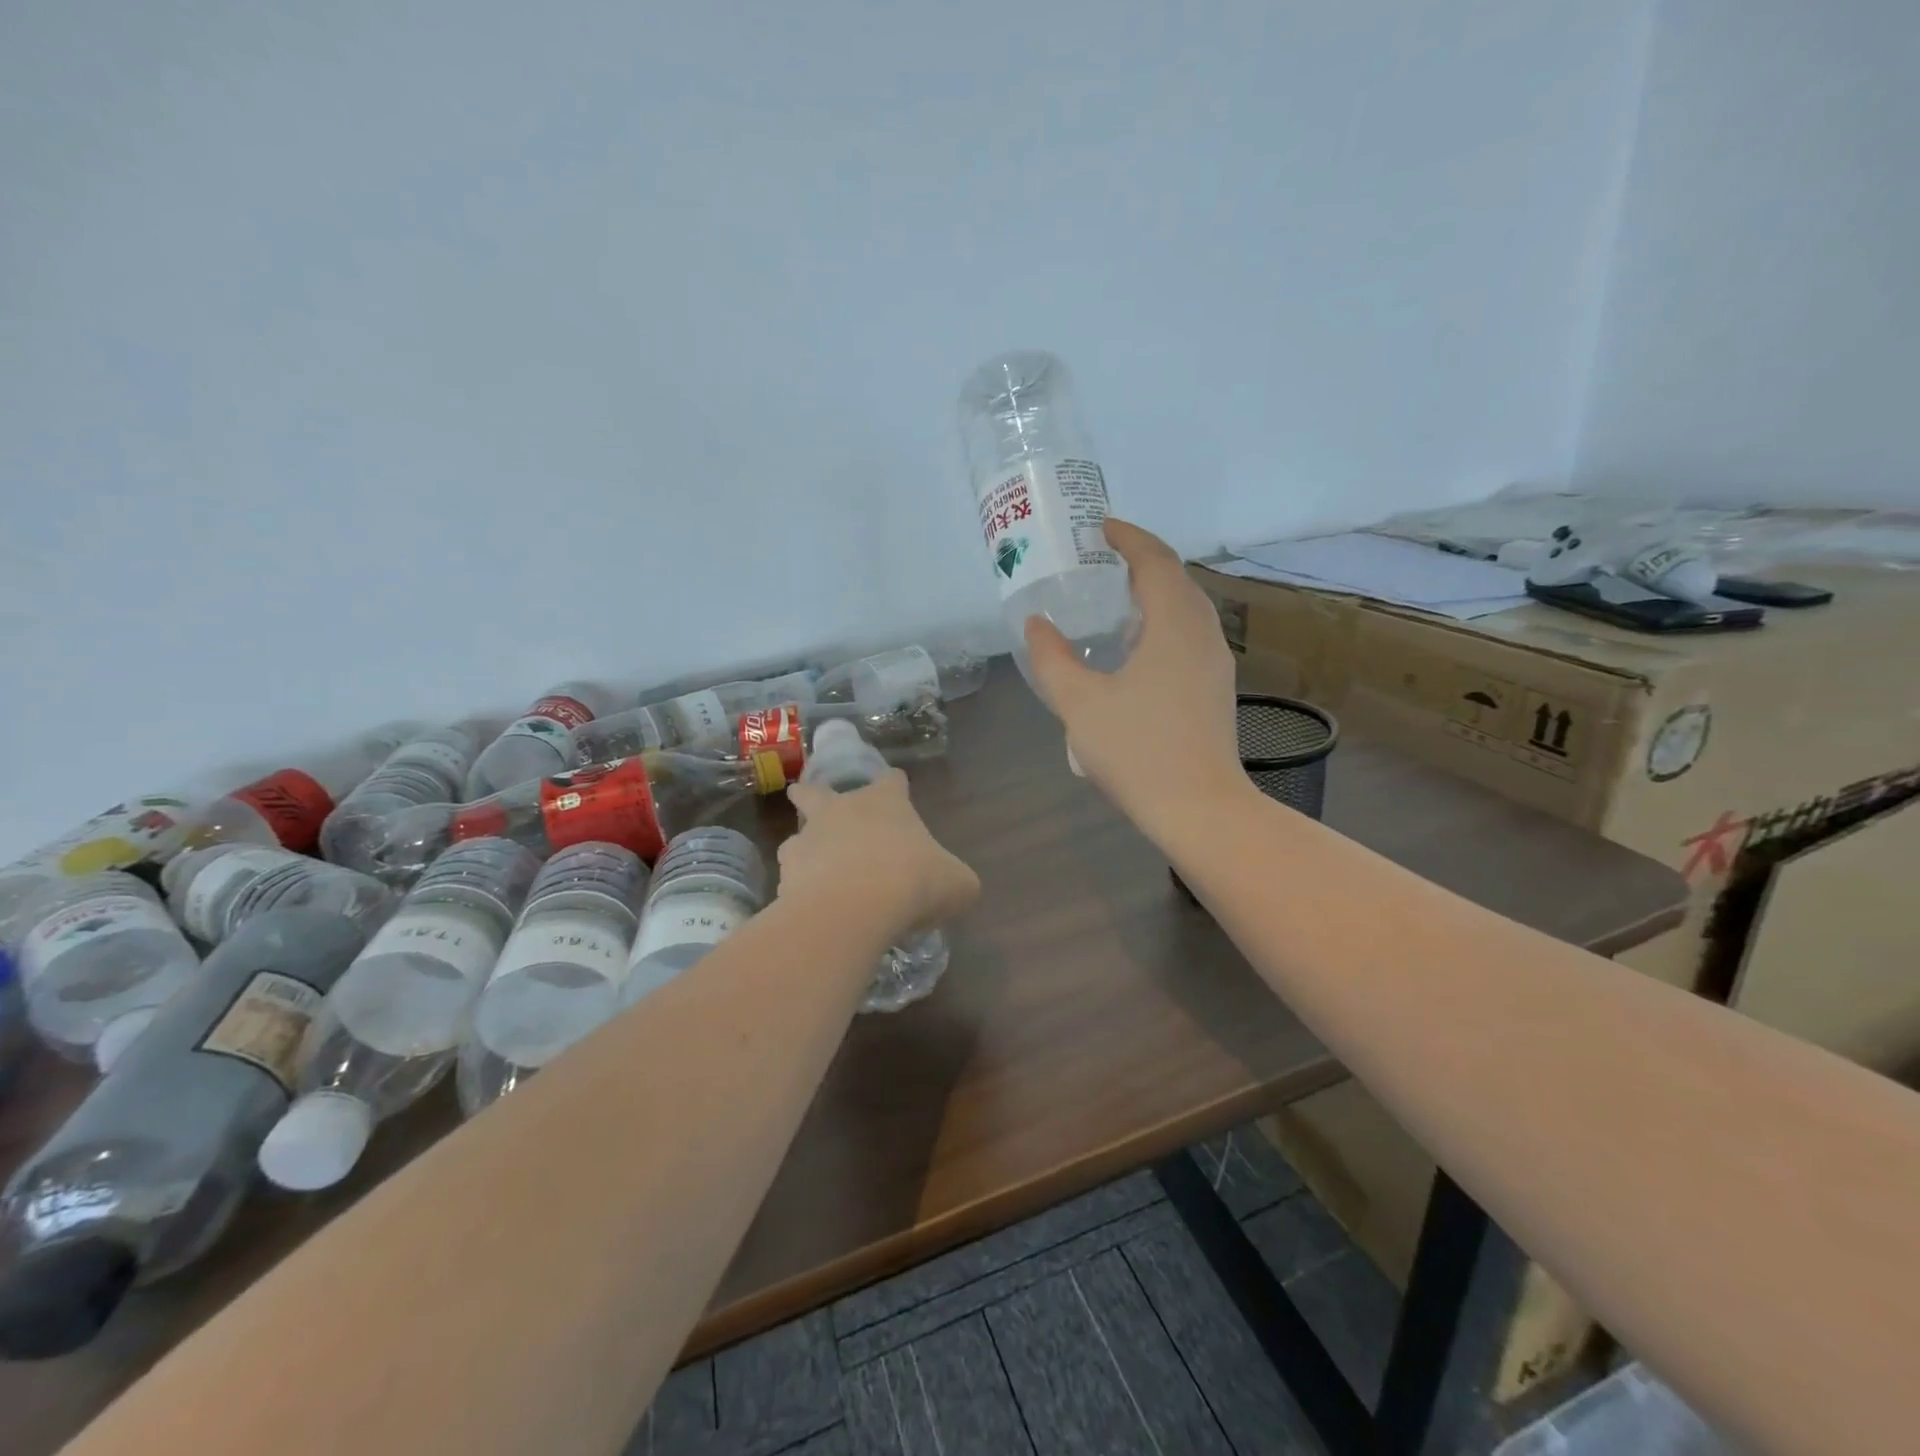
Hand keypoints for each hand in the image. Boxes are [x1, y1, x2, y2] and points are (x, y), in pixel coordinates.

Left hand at [781, 770, 979, 935]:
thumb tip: (955, 885)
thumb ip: (955, 879)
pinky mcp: (786, 874)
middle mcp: (842, 810)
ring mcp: (808, 840)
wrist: (854, 908)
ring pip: (797, 838)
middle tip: (812, 803)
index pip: (892, 781)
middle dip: (812, 795)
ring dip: (806, 851)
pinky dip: (799, 891)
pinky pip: (791, 879)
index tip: (897, 791)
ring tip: (818, 876)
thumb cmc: (913, 881)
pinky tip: (813, 910)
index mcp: (885, 802)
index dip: (896, 786)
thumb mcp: (957, 883)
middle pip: (816, 791)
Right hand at [1024, 518, 1247, 840]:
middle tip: (1102, 561)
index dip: (1128, 537)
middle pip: (1176, 580)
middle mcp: (1203, 635)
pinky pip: (1189, 637)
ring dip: (1154, 594)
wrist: (1199, 808)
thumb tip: (1038, 624)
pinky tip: (1136, 650)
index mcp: (1174, 625)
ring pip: (1187, 610)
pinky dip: (1162, 624)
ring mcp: (1215, 664)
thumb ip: (1052, 659)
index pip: (1156, 561)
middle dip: (1141, 562)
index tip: (1100, 527)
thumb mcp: (1079, 703)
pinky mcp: (1215, 690)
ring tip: (1115, 601)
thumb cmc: (1138, 750)